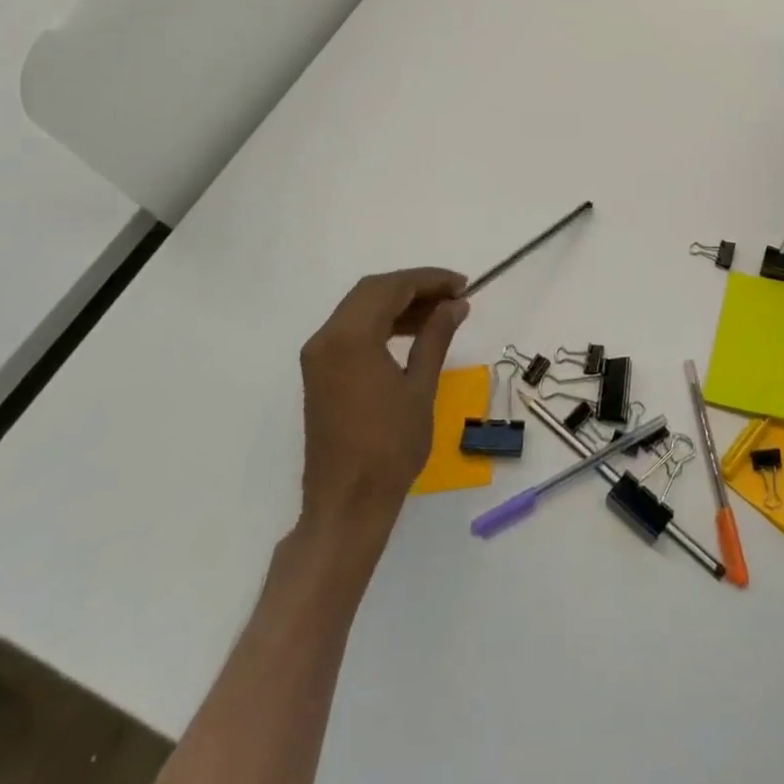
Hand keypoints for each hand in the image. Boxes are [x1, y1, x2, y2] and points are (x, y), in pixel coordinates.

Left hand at [297, 267, 469, 537]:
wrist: (347, 503)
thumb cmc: (389, 447)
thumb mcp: (421, 387)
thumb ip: (436, 337)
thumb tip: (455, 304)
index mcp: (350, 339)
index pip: (391, 288)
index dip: (429, 280)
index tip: (463, 286)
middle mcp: (326, 339)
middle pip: (372, 291)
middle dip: (415, 287)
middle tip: (454, 296)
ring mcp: (319, 356)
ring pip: (361, 308)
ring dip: (399, 304)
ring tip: (440, 313)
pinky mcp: (321, 373)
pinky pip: (353, 330)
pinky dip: (383, 323)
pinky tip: (413, 333)